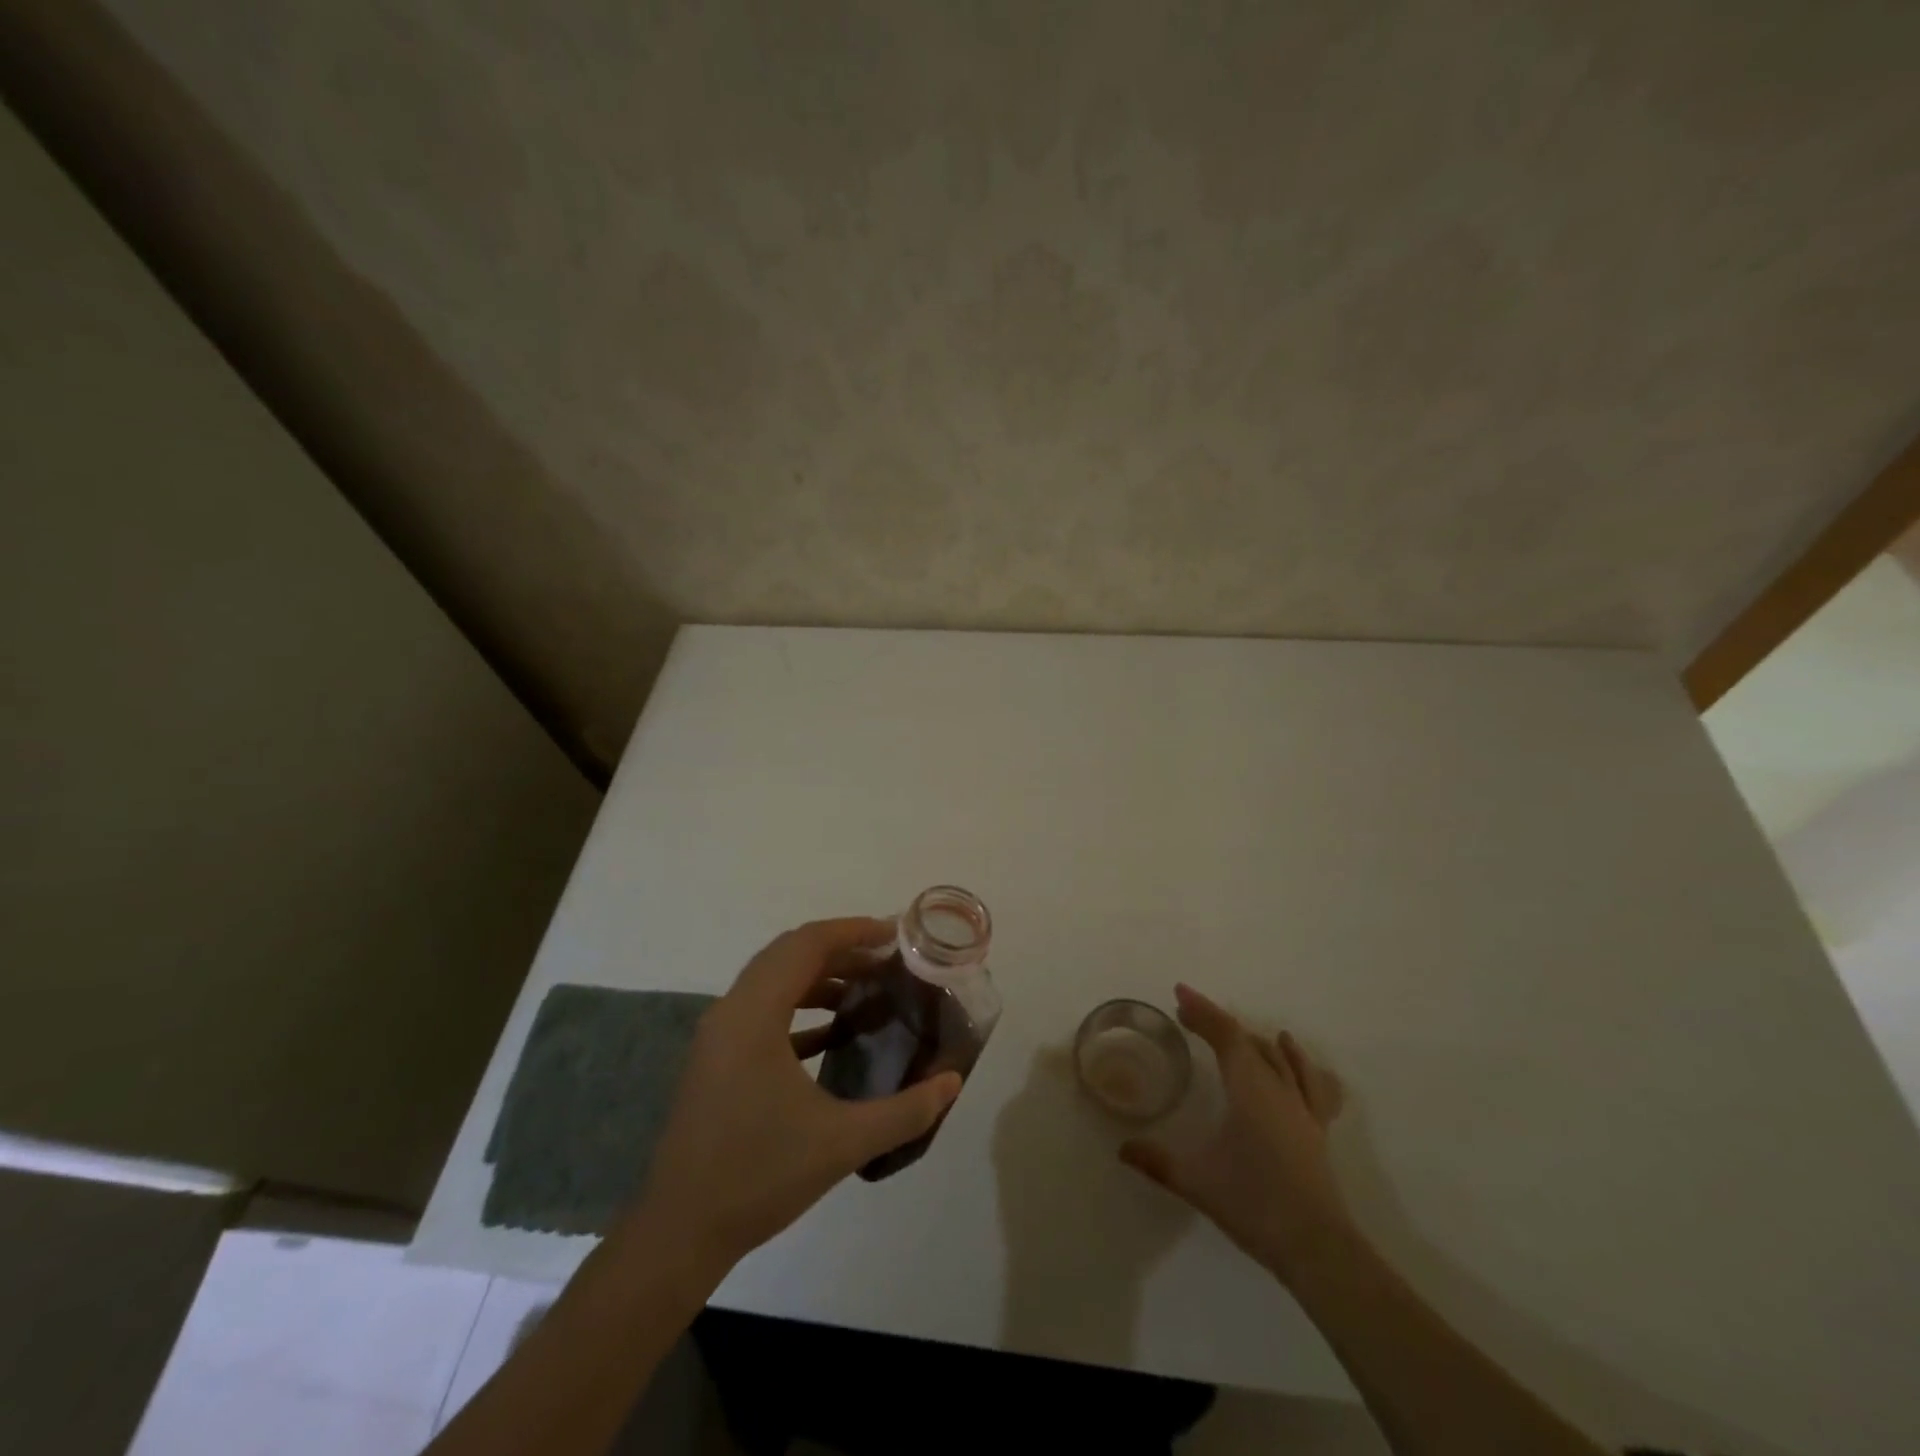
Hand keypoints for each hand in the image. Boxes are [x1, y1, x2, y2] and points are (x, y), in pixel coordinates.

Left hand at [626, 917, 961, 1288]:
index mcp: (754, 1015)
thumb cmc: (758, 1177)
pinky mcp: (717, 1058)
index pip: (806, 945)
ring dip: (821, 976)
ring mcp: (719, 1035)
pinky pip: (763, 1010)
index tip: (895, 935)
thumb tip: (952, 1082)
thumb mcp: (842, 1143)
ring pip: (775, 980)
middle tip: (889, 960)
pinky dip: (800, 1006)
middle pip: (790, 954)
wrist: (679, 1233)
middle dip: (842, 949)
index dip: (853, 931)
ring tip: (869, 989)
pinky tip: (835, 1033)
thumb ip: (905, 1111)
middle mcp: (731, 1011)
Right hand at [1119, 983, 1352, 1283]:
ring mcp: (1303, 1108)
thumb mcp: (1197, 1182)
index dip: (1203, 1011)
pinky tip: (1292, 1055)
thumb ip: (1157, 1162)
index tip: (1179, 995)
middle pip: (1249, 1040)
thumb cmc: (1254, 1204)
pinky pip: (1312, 1082)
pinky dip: (1298, 1062)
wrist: (1317, 1248)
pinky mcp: (1317, 1128)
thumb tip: (1122, 1148)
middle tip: (1190, 1015)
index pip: (1225, 1036)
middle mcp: (1278, 1089)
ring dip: (1253, 1039)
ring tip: (1236, 1033)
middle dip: (1218, 1022)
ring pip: (1280, 1057)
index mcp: (1250, 1090)